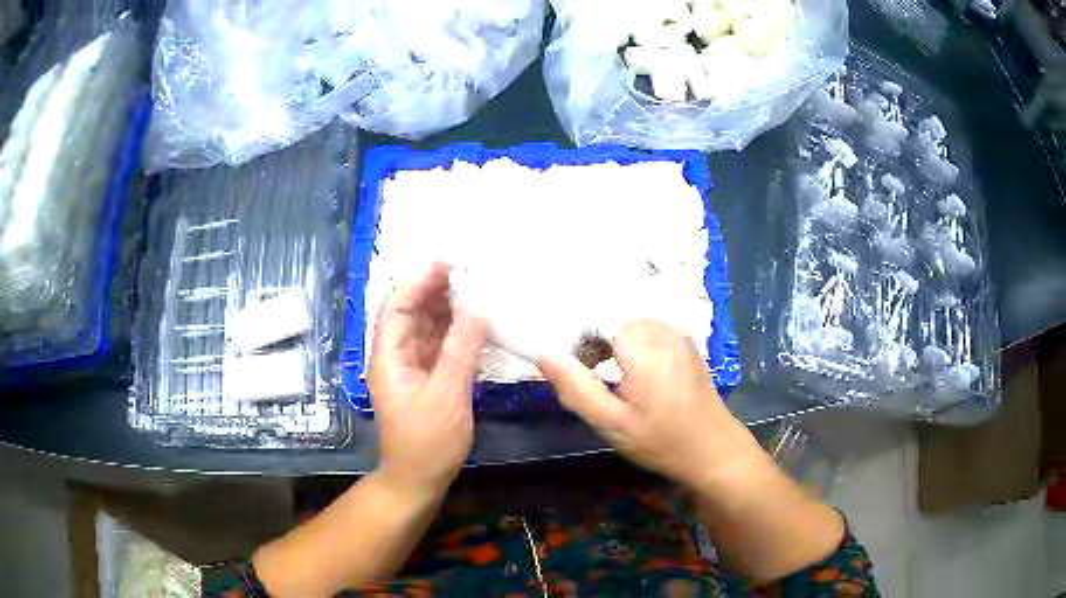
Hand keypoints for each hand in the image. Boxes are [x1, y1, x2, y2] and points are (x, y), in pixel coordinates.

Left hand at [368, 264, 488, 497]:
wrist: (418, 480)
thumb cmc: (426, 444)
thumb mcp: (446, 398)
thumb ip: (460, 352)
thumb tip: (478, 309)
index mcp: (388, 357)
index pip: (397, 307)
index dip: (419, 281)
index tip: (448, 262)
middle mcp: (397, 355)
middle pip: (412, 311)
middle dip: (436, 288)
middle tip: (471, 269)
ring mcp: (413, 366)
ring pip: (428, 326)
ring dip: (449, 306)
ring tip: (478, 286)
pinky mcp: (429, 376)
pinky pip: (442, 344)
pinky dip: (458, 329)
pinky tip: (478, 319)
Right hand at [539, 320, 768, 492]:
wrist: (714, 451)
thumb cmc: (662, 441)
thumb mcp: (612, 423)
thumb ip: (576, 387)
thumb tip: (543, 353)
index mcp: (644, 345)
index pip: (595, 323)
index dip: (583, 349)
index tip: (588, 380)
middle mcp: (663, 330)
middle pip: (613, 323)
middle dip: (600, 348)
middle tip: (605, 388)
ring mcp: (679, 335)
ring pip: (631, 328)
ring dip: (619, 349)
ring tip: (623, 387)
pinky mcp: (687, 344)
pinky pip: (650, 334)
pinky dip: (638, 349)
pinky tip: (645, 382)